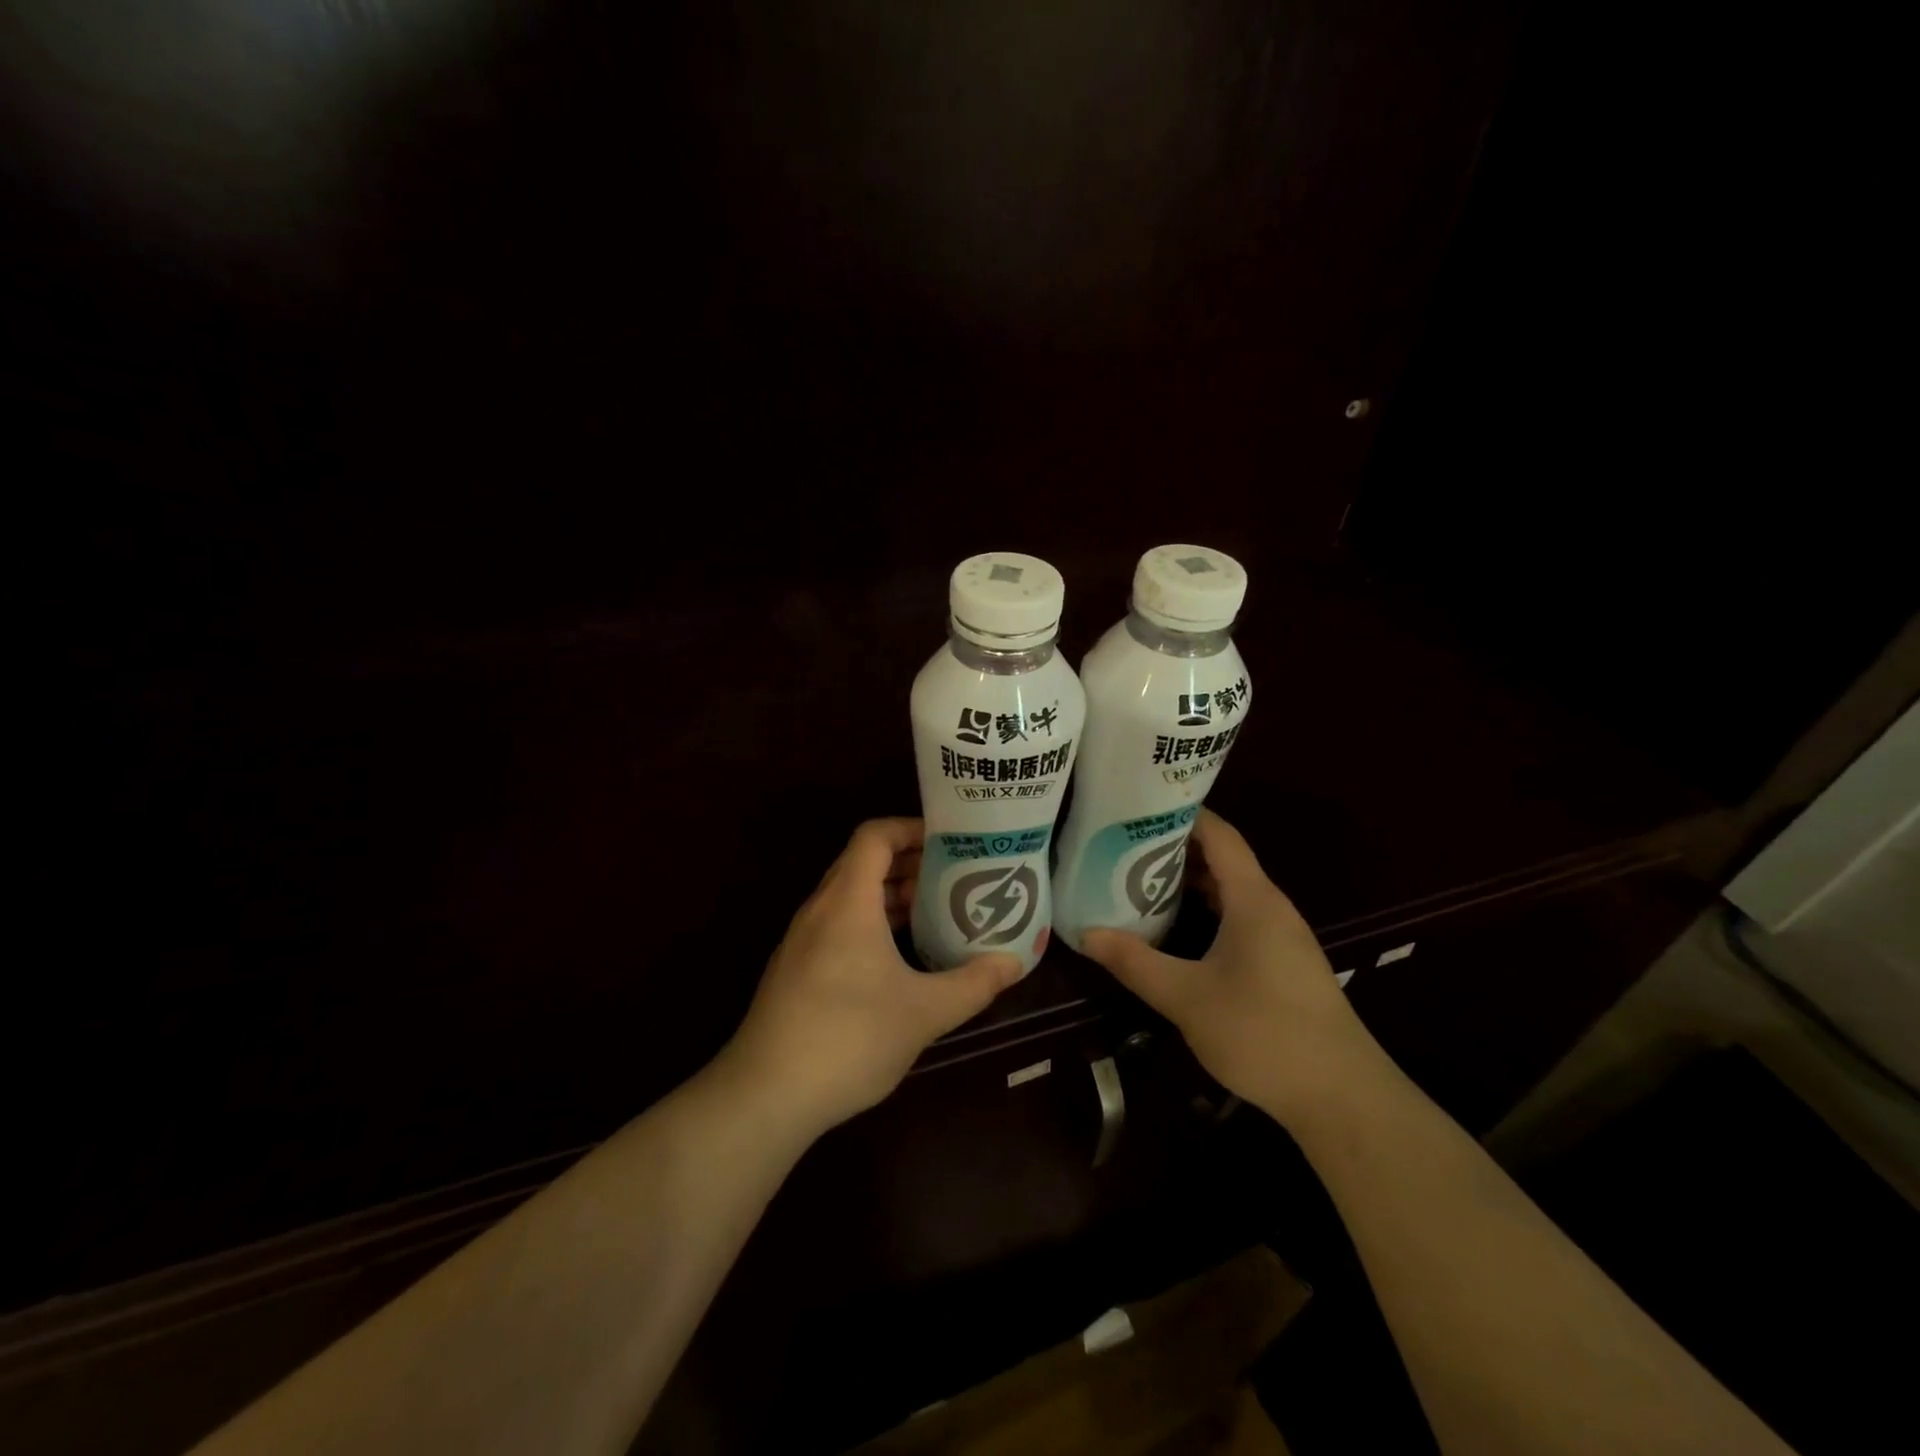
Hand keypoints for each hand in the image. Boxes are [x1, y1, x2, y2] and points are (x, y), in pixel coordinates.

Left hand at [721, 818, 1022, 1135]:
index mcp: (847, 902)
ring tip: (934, 910)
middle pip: (862, 862)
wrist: (765, 1095)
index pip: (874, 836)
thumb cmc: (849, 1038)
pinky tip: (898, 956)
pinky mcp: (795, 969)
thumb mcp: (924, 1012)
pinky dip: (870, 922)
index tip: (951, 842)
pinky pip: (837, 924)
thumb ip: (973, 984)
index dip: (911, 828)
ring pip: (849, 896)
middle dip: (909, 862)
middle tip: (954, 875)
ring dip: (890, 895)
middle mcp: (820, 909)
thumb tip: (1014, 963)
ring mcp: (802, 940)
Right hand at [1081, 809, 1382, 1125]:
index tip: (1138, 808)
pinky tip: (1177, 928)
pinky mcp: (1284, 963)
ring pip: (1232, 891)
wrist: (1342, 1097)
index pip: (1219, 835)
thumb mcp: (1186, 997)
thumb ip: (1135, 962)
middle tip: (1124, 845)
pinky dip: (1207, 910)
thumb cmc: (1263, 1032)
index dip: (1182, 814)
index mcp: (1254, 899)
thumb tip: (1085, 934)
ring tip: (1139, 880)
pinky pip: (1240, 917)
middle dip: (1176, 848)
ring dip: (1190, 882)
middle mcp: (1271, 907)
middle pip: (1224, 859)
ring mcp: (1282, 936)